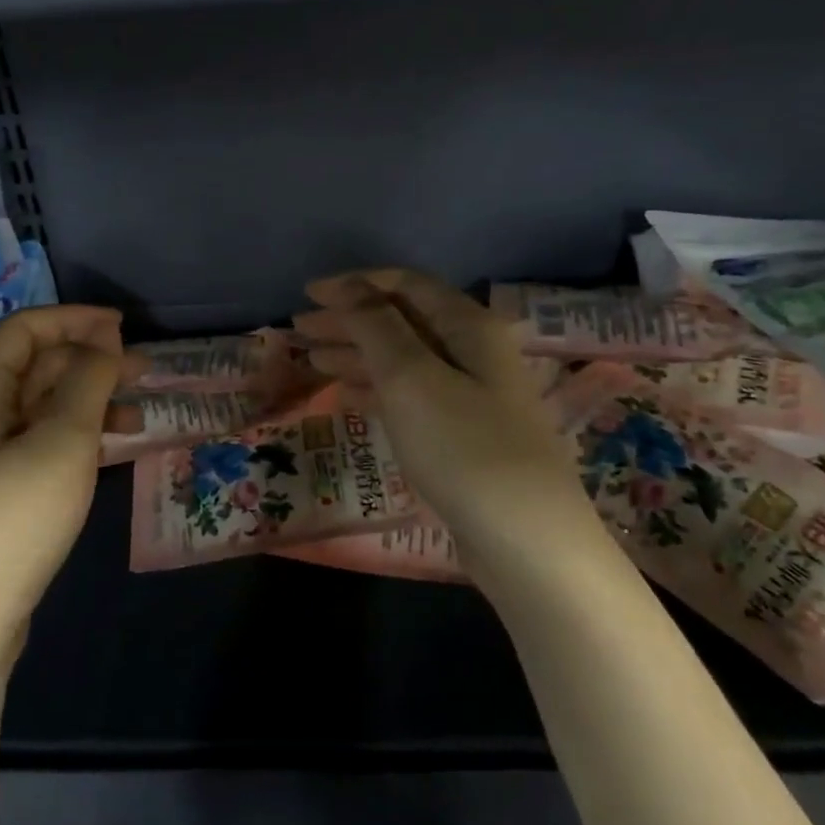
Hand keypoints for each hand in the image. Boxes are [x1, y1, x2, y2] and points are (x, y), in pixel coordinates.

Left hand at [0, 305, 127, 674]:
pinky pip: (40, 440)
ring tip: (140, 415)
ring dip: (90, 401)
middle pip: (35, 365)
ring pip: (42, 405)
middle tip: (144, 370)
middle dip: (90, 360)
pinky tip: (112, 449)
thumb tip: (104, 338)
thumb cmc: (13, 520)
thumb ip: (87, 381)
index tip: (125, 327)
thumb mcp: (62, 442)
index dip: (75, 320)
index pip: (26, 329)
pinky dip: (77, 435)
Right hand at [296, 269, 587, 567]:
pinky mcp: (460, 433)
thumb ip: (376, 326)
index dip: (355, 284)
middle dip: (349, 319)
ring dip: (356, 354)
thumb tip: (349, 286)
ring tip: (311, 359)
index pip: (406, 285)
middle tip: (299, 329)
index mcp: (468, 326)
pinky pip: (409, 395)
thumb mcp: (411, 377)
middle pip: (401, 320)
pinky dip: (374, 388)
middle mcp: (472, 351)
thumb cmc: (463, 447)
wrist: (525, 541)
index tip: (308, 294)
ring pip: (402, 359)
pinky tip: (346, 394)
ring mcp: (469, 394)